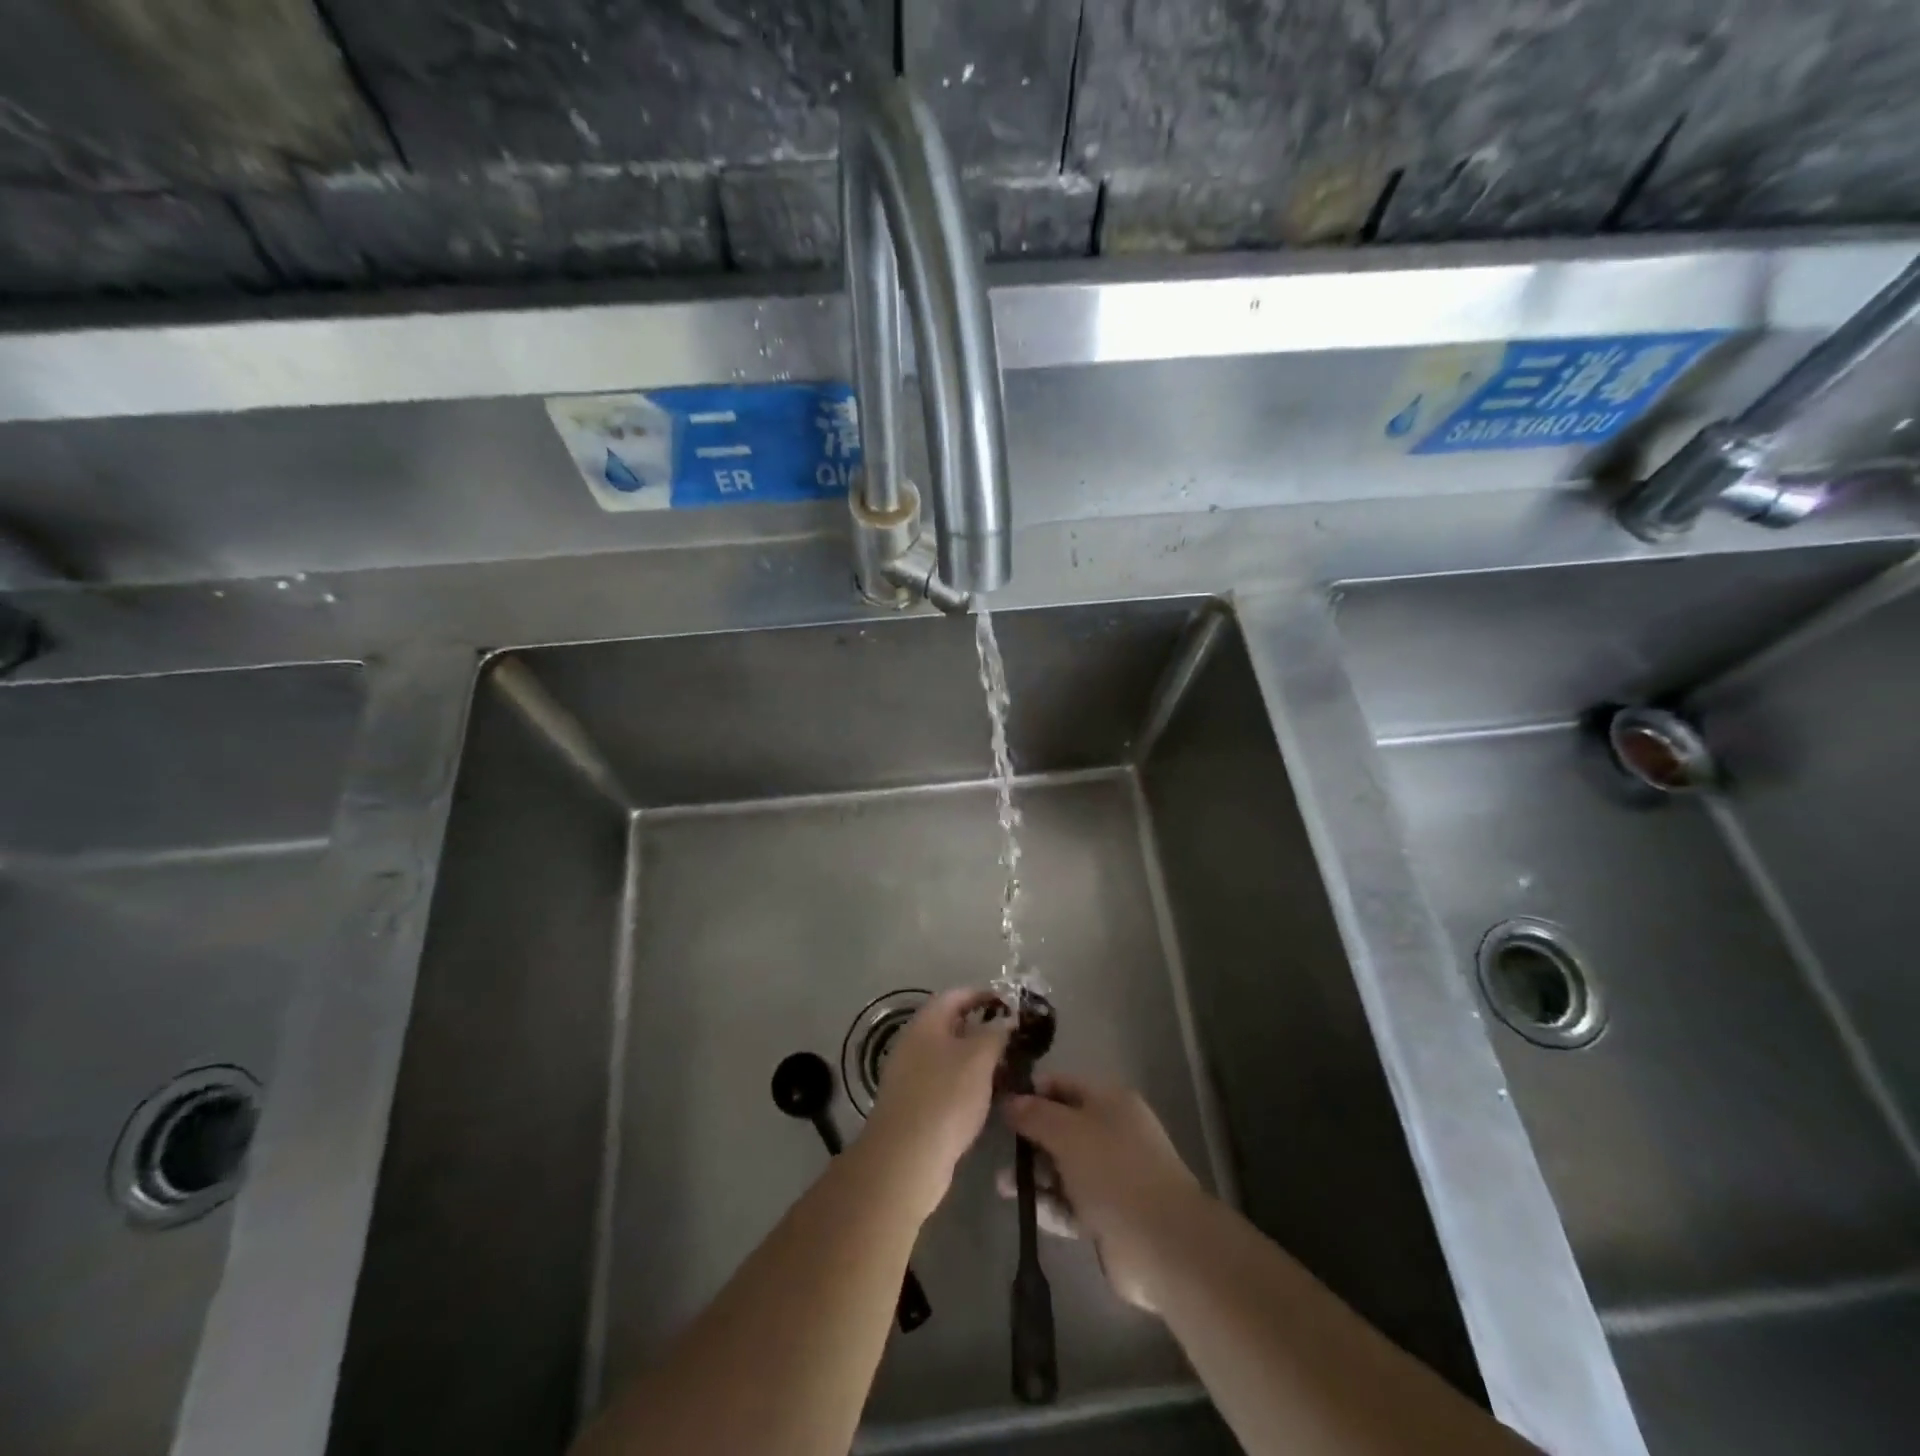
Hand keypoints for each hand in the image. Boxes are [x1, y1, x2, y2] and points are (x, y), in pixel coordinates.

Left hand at [862, 989, 1012, 1221]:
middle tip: (1013, 1038)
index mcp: (926, 1023)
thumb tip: (1006, 1019)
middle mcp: (913, 1042)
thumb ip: (996, 1032)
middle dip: (983, 1028)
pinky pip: (944, 1081)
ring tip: (1007, 1067)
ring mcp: (910, 1074)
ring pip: (949, 1055)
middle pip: (952, 1025)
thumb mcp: (979, 1058)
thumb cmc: (946, 1097)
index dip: (984, 995)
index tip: (1011, 1004)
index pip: (957, 995)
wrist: (906, 1159)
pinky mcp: (914, 1104)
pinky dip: (966, 1082)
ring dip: (976, 1058)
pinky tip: (986, 1096)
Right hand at [1002, 1075, 1203, 1311]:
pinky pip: (1070, 1203)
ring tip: (1002, 1185)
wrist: (1162, 1243)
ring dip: (1035, 1174)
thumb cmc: (1114, 1171)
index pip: (1063, 1085)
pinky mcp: (1108, 1216)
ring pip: (1064, 1167)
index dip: (1031, 1092)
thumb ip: (1035, 1114)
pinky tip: (1023, 1208)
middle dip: (1030, 1137)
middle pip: (1062, 1127)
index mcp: (1110, 1101)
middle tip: (997, 1147)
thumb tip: (1010, 1100)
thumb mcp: (1068, 1132)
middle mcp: (1112, 1133)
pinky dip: (1049, 1204)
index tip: (999, 1103)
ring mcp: (1111, 1176)